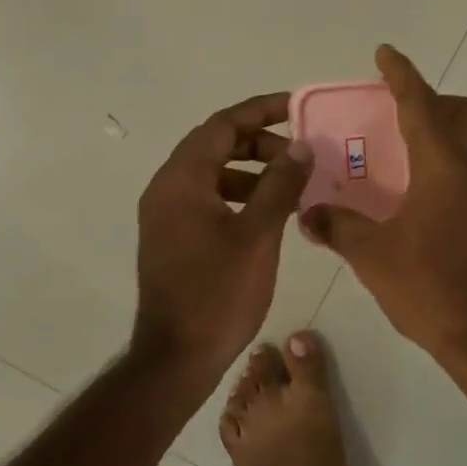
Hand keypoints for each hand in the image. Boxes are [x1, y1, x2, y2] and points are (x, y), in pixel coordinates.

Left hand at [133, 93, 312, 385]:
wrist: (177, 358)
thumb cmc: (218, 293)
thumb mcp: (258, 235)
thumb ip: (280, 185)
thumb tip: (301, 146)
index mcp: (182, 180)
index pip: (222, 125)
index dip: (261, 110)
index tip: (297, 108)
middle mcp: (167, 188)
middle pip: (215, 144)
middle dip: (259, 141)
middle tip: (300, 152)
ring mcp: (166, 214)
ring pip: (213, 172)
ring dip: (251, 169)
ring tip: (291, 183)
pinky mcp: (172, 236)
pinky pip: (207, 197)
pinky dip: (239, 194)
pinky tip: (269, 212)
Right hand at [303, 46, 466, 401]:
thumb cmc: (432, 288)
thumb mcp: (373, 256)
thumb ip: (338, 226)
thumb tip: (308, 212)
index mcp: (445, 165)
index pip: (420, 104)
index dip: (401, 75)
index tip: (385, 52)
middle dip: (438, 102)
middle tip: (402, 120)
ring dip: (450, 129)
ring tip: (410, 153)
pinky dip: (457, 159)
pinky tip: (426, 191)